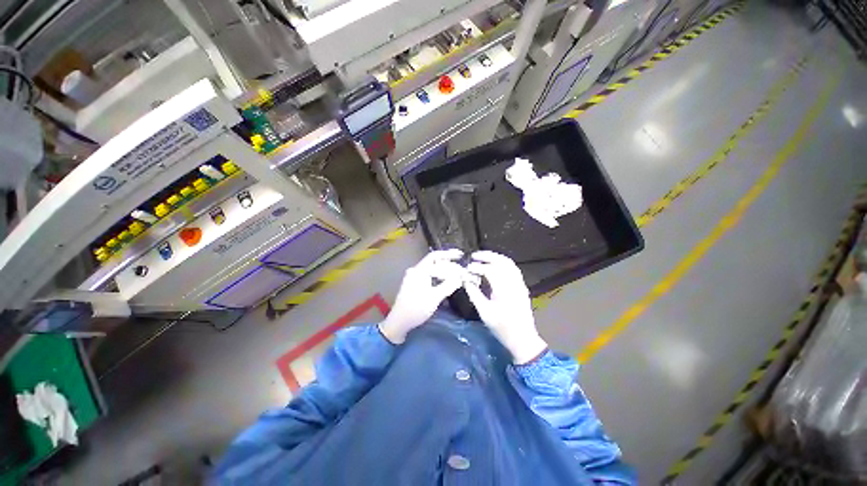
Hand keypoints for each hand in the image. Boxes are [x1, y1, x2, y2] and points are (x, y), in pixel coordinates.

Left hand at [379, 249, 465, 343]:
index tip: (461, 257)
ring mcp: (414, 276)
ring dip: (443, 267)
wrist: (399, 322)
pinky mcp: (414, 283)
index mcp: (419, 271)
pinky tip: (445, 278)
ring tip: (455, 269)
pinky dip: (438, 274)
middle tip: (459, 260)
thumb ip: (448, 285)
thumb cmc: (416, 309)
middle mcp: (415, 270)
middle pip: (433, 259)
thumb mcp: (434, 298)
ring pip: (431, 267)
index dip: (450, 257)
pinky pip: (428, 273)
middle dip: (447, 260)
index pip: (436, 258)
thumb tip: (460, 278)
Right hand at [464, 251, 547, 363]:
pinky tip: (494, 265)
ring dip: (495, 258)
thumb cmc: (502, 328)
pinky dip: (502, 263)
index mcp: (504, 290)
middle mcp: (514, 283)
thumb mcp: (484, 312)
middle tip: (474, 256)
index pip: (490, 270)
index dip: (477, 267)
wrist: (523, 339)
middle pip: (502, 262)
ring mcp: (520, 284)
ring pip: (509, 263)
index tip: (467, 268)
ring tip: (483, 257)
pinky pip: (513, 269)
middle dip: (487, 256)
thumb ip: (474, 294)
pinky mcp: (522, 287)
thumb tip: (465, 280)